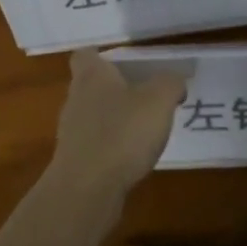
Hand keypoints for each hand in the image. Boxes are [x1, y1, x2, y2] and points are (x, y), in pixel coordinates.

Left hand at [48, 49, 185, 200]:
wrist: (86, 191)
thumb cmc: (121, 133)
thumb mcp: (159, 100)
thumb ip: (170, 83)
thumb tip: (174, 81)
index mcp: (91, 76)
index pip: (86, 55)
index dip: (103, 55)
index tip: (125, 62)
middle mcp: (76, 99)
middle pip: (92, 85)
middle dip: (116, 88)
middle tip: (147, 94)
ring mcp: (72, 132)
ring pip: (95, 116)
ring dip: (116, 119)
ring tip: (146, 128)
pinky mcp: (75, 162)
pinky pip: (97, 144)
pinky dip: (113, 146)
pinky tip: (134, 157)